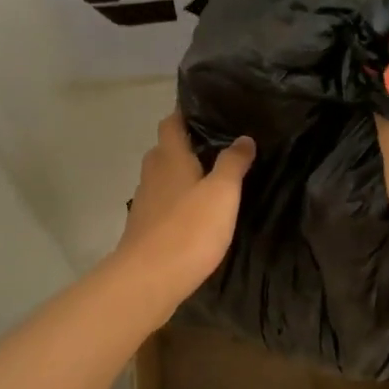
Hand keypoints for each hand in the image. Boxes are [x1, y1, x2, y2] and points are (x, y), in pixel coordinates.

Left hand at [116, 110, 255, 302]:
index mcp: (169, 157)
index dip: (185, 112)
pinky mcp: (144, 228)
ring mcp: (145, 202)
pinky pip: (162, 203)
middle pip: (165, 149)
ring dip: (181, 174)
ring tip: (210, 177)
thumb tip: (244, 138)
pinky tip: (195, 212)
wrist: (148, 280)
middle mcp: (152, 173)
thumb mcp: (222, 193)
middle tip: (216, 144)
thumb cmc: (189, 229)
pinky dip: (177, 200)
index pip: (171, 122)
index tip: (205, 108)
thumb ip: (233, 163)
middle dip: (186, 144)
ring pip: (163, 177)